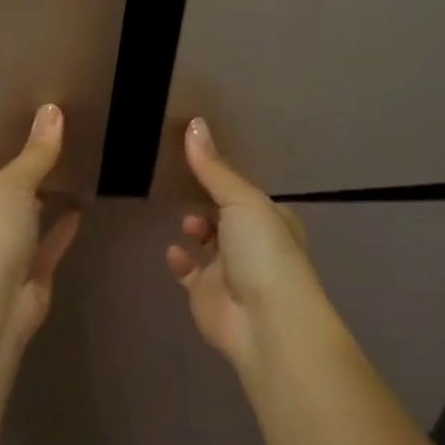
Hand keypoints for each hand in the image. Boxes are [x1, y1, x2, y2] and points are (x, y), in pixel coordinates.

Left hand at [0, 104, 81, 356]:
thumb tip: (53, 109)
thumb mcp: (12, 184)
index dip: (3, 159)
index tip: (31, 139)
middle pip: (6, 200)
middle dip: (27, 182)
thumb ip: (36, 153)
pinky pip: (48, 247)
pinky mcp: (30, 278)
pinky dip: (62, 230)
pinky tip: (80, 210)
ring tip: (75, 176)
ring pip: (27, 224)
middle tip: (60, 152)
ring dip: (45, 206)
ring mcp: (3, 257)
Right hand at [166, 118, 330, 364]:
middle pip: (228, 218)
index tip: (201, 161)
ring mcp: (231, 272)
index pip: (248, 194)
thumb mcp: (241, 200)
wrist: (266, 323)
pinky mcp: (208, 296)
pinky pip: (190, 274)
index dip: (228, 180)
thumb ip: (213, 168)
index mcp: (272, 219)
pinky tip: (171, 249)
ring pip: (210, 245)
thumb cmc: (263, 252)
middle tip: (185, 187)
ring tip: (183, 218)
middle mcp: (254, 244)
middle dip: (211, 205)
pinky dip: (181, 261)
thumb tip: (193, 122)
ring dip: (197, 230)